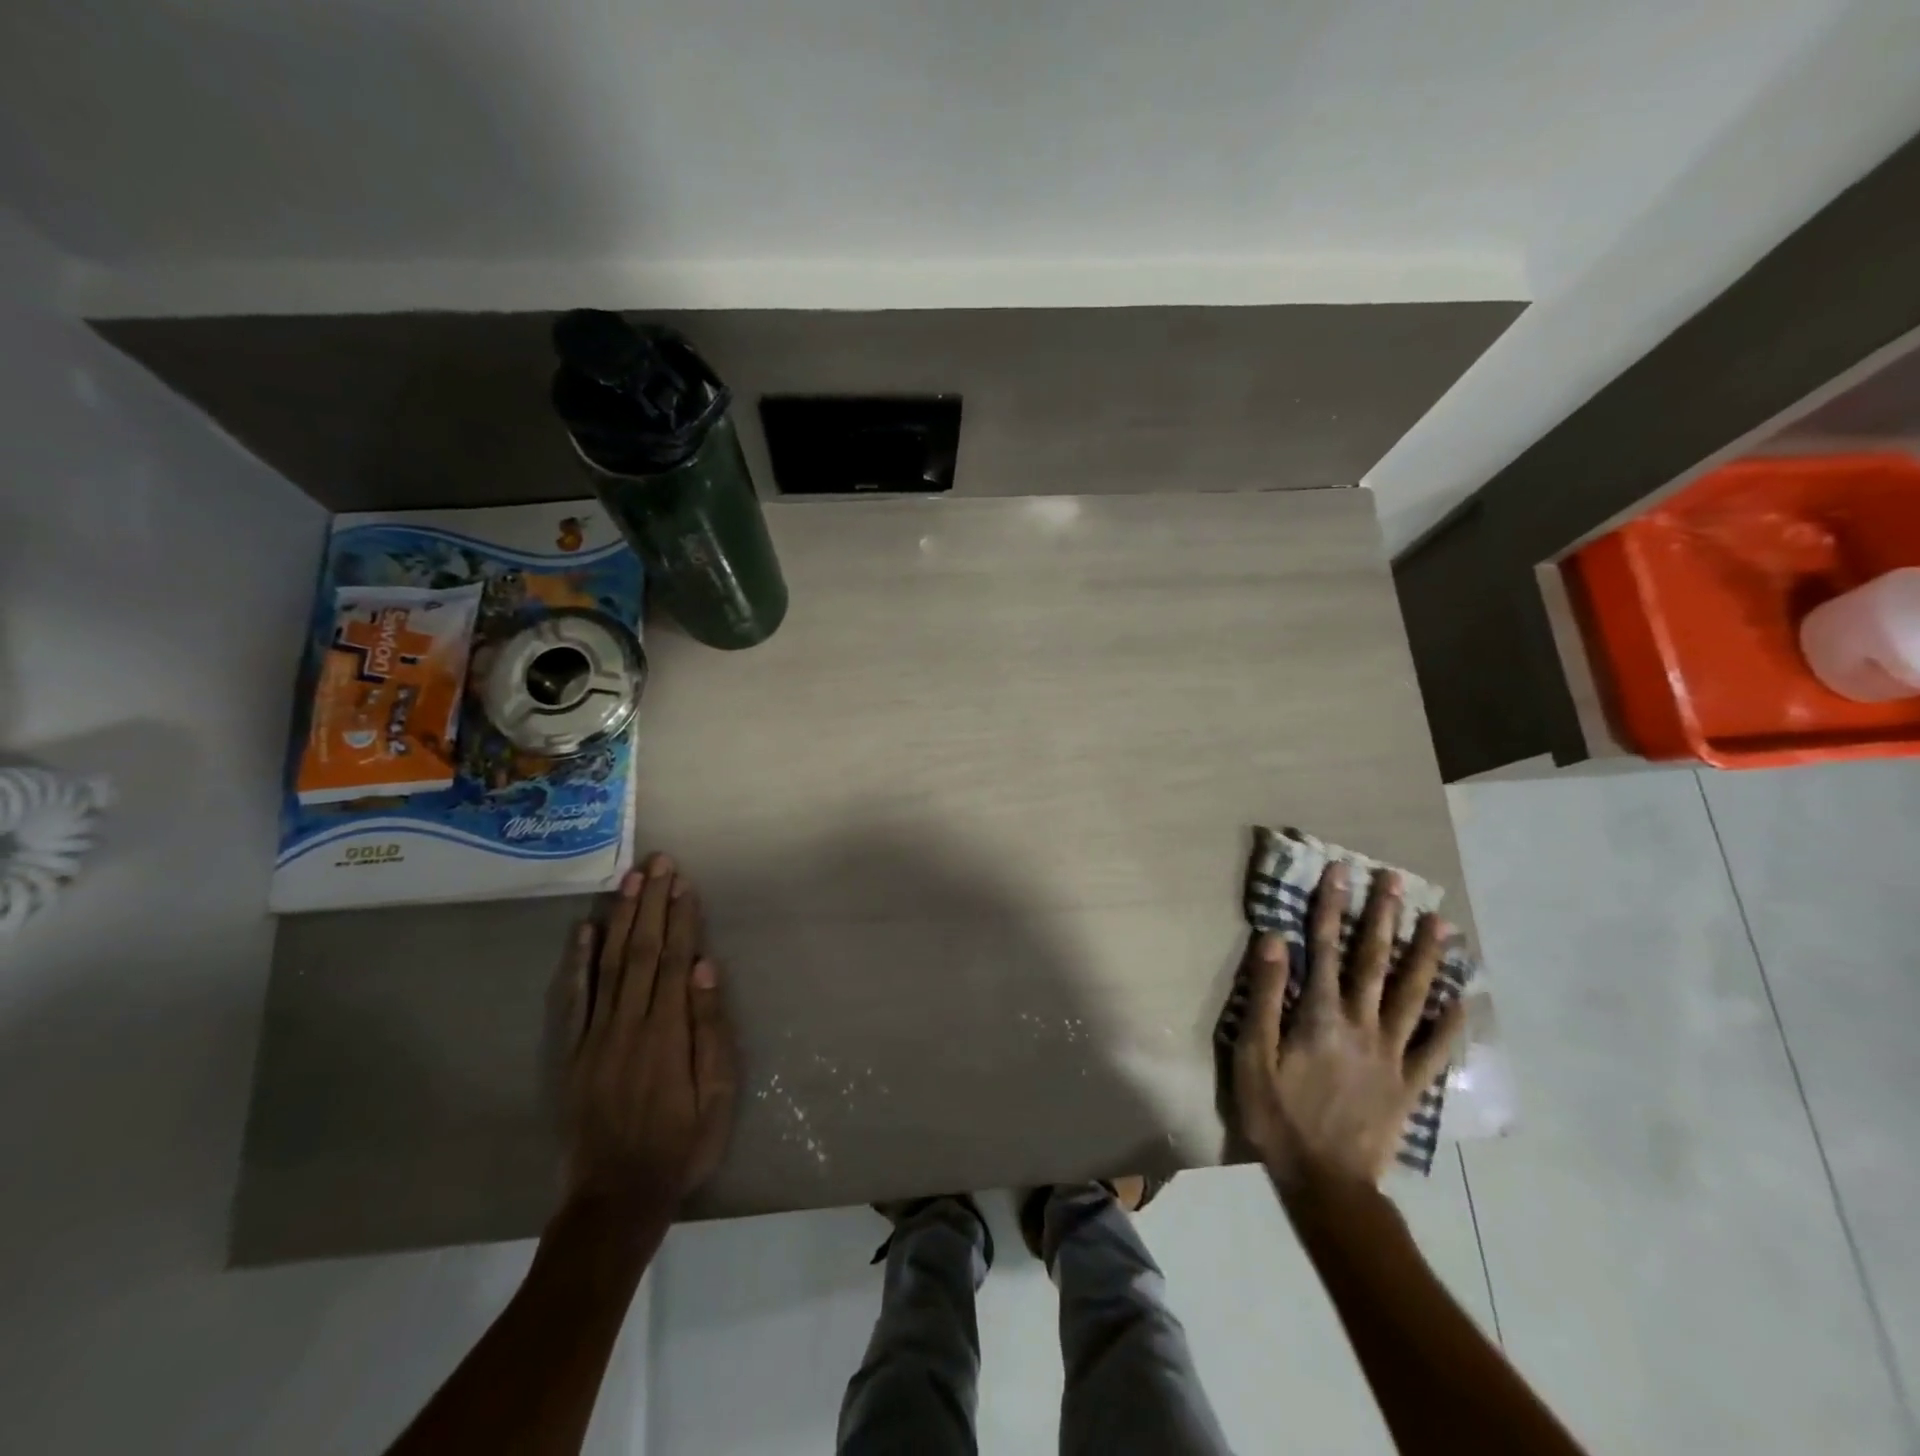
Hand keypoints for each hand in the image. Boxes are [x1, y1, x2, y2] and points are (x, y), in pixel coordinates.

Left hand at [554, 853, 738, 1213]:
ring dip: (621, 918)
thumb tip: (704, 969)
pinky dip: (577, 963)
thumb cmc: (680, 1144)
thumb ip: (710, 1030)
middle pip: (641, 951)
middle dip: (652, 903)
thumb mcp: (717, 1095)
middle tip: (659, 862)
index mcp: (668, 1033)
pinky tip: (584, 931)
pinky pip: (573, 1000)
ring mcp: (595, 1037)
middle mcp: (629, 1024)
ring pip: (609, 964)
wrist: (615, 1198)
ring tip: (630, 880)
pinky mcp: (571, 1053)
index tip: (685, 882)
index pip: (674, 960)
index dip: (681, 918)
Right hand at [1232, 863, 1465, 1189]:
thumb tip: (1274, 941)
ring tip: (1442, 925)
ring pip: (1414, 996)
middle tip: (1397, 881)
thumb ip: (1265, 996)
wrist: (1326, 1182)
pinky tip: (1462, 1002)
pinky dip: (1451, 1024)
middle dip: (1384, 918)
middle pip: (1375, 962)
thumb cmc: (1278, 1115)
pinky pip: (1436, 1050)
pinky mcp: (1410, 1085)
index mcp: (1321, 1016)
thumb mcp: (1253, 1055)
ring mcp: (1392, 1055)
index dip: (1330, 907)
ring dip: (1426, 957)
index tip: (1339, 872)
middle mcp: (1362, 1025)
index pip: (1324, 948)